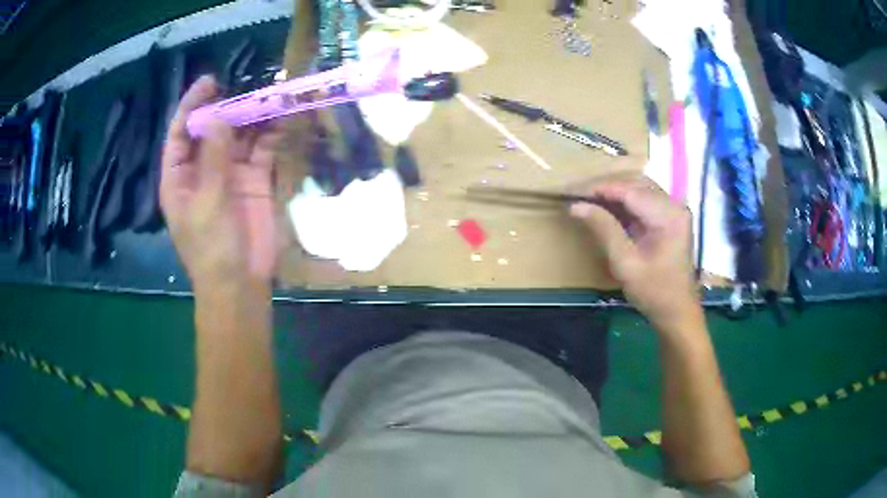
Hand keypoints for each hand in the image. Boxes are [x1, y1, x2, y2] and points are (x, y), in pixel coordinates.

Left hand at [160, 76, 282, 292]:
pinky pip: (262, 150)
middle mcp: (202, 169)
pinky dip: (272, 134)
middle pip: (212, 129)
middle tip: (249, 87)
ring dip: (253, 117)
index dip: (192, 105)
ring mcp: (229, 174)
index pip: (180, 133)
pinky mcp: (254, 180)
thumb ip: (213, 157)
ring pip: (239, 136)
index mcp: (179, 176)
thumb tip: (220, 116)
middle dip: (228, 107)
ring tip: (270, 97)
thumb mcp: (206, 201)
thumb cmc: (211, 247)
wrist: (240, 284)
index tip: (210, 81)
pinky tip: (283, 120)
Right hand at [570, 174, 700, 330]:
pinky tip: (608, 210)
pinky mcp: (670, 219)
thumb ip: (604, 229)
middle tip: (580, 196)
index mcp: (668, 215)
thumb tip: (576, 206)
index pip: (630, 190)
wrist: (677, 313)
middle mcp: (674, 206)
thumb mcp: (625, 263)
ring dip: (615, 193)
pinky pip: (645, 201)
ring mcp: (674, 211)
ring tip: (590, 201)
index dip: (601, 189)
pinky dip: (625, 203)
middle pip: (636, 184)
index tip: (574, 193)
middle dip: (607, 187)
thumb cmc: (654, 292)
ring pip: (640, 189)